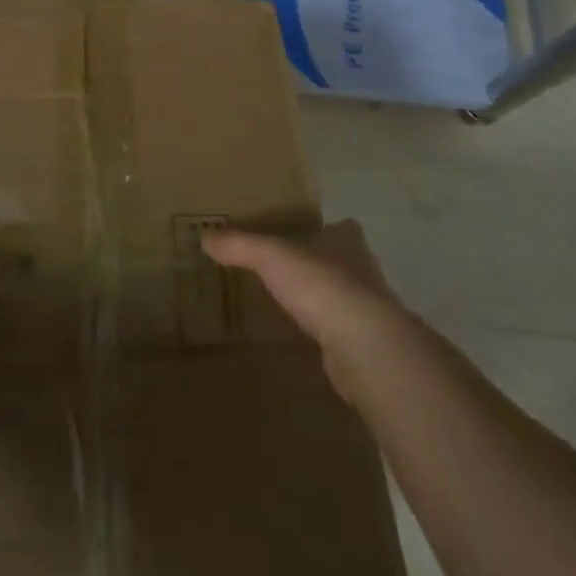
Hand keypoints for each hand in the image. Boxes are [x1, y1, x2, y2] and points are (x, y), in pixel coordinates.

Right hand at [202, 220, 419, 401]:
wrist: (365, 348)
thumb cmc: (323, 286)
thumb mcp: (272, 256)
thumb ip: (240, 245)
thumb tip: (205, 236)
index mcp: (348, 241)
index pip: (341, 228)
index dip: (324, 230)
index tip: (301, 237)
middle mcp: (365, 271)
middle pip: (342, 262)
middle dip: (320, 266)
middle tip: (287, 272)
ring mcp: (370, 311)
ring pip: (343, 299)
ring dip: (323, 302)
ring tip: (290, 307)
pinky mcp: (367, 347)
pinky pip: (341, 334)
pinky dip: (325, 336)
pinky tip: (304, 341)